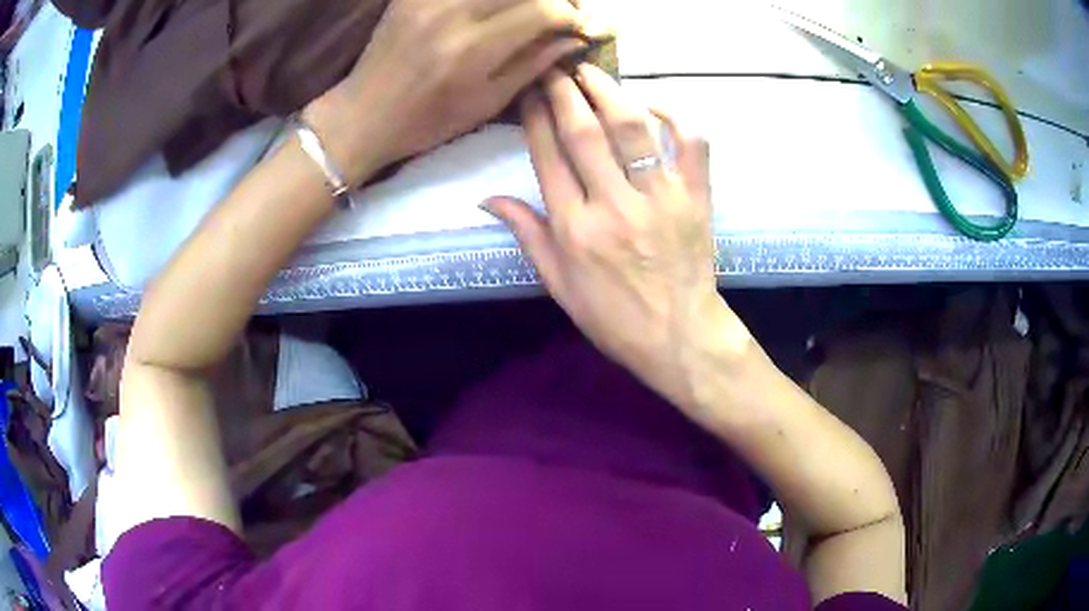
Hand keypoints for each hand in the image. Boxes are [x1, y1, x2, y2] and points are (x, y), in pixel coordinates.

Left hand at [305, 0, 597, 186]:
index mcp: (473, 48)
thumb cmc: (428, 120)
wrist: (365, 113)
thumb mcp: (487, 103)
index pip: (542, 10)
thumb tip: (577, 38)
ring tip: (540, 6)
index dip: (573, 15)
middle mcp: (453, 12)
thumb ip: (534, 63)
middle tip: (568, 11)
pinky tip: (504, 4)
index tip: (587, 26)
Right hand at [486, 65, 755, 414]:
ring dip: (609, 92)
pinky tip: (653, 104)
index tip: (529, 91)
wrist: (679, 337)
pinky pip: (690, 145)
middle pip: (583, 132)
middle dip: (564, 92)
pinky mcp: (695, 198)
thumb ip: (527, 235)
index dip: (535, 116)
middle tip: (553, 67)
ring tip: (591, 72)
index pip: (548, 156)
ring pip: (632, 129)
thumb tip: (487, 199)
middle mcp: (613, 205)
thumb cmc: (614, 317)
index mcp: (575, 229)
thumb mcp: (558, 284)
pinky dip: (675, 116)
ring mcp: (659, 198)